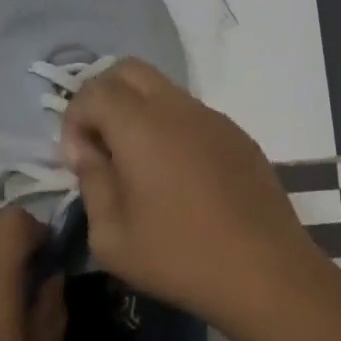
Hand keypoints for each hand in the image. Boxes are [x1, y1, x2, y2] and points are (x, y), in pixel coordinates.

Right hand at [61, 59, 321, 330]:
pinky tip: (179, 177)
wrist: (265, 270)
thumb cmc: (180, 256)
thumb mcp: (112, 236)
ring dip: (139, 111)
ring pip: (163, 89)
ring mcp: (213, 117)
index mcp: (140, 125)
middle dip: (104, 97)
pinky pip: (192, 113)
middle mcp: (177, 107)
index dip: (75, 120)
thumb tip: (90, 152)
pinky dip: (171, 128)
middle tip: (101, 145)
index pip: (93, 89)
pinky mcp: (237, 134)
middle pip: (128, 70)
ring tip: (139, 165)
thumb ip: (92, 181)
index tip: (80, 162)